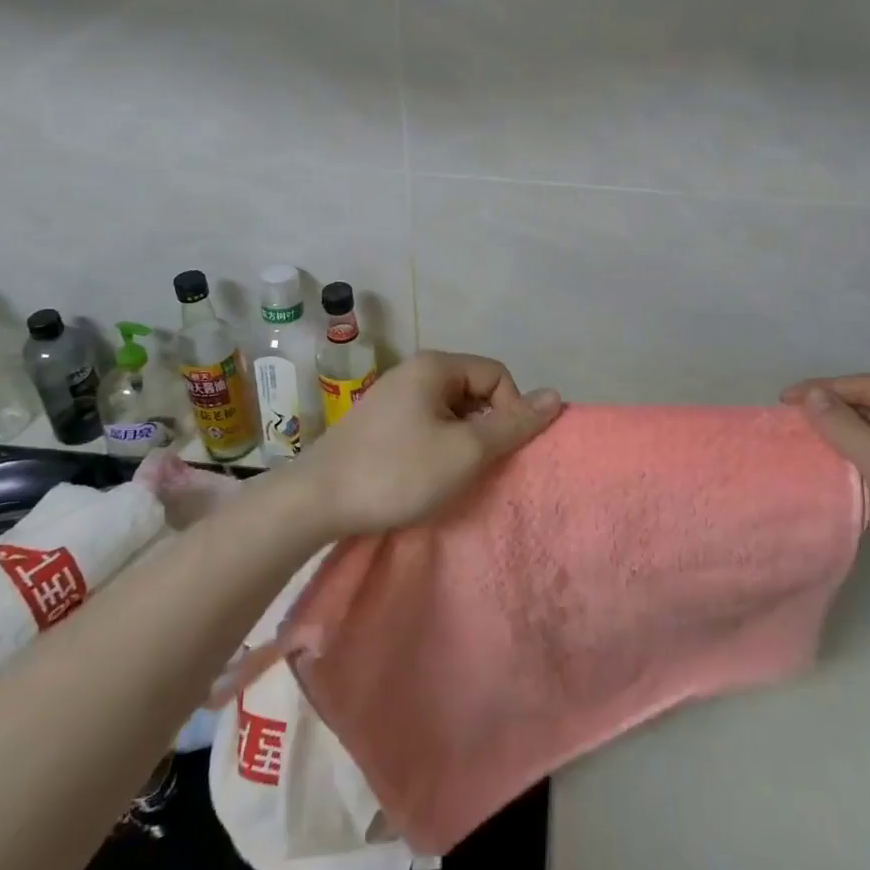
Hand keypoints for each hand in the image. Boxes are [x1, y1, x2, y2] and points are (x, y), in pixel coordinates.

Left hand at [302, 351, 561, 536]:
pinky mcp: (377, 423)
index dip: (511, 410)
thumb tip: (556, 395)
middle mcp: (413, 371)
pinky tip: (425, 475)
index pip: (497, 375)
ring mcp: (391, 396)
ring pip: (449, 410)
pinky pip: (425, 423)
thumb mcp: (464, 451)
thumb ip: (512, 424)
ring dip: (461, 440)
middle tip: (478, 466)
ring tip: (452, 474)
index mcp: (435, 367)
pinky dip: (436, 446)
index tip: (500, 451)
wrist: (314, 502)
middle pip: (473, 390)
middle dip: (485, 427)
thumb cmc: (397, 472)